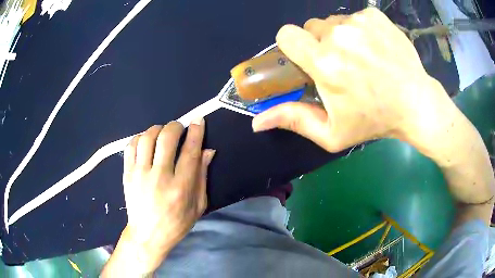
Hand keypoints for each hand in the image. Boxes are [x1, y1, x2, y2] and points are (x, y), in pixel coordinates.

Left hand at [122, 120, 214, 264]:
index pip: (190, 151)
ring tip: (162, 133)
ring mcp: (140, 175)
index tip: (198, 120)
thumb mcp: (198, 206)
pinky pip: (130, 146)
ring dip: (157, 129)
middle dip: (175, 126)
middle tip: (179, 127)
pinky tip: (145, 141)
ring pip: (147, 138)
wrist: (147, 235)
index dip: (195, 132)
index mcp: (180, 187)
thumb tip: (207, 151)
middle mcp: (159, 177)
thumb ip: (202, 177)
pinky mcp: (127, 175)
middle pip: (166, 138)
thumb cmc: (176, 223)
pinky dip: (139, 138)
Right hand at [252, 8, 450, 151]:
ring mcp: (359, 22)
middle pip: (311, 27)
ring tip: (361, 57)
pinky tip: (375, 48)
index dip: (293, 46)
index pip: (287, 35)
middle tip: (340, 64)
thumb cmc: (374, 121)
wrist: (415, 103)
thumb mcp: (332, 132)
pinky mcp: (375, 16)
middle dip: (319, 43)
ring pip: (334, 22)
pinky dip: (360, 31)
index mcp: (324, 62)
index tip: (307, 59)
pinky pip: (355, 18)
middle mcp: (338, 35)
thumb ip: (294, 120)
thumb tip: (256, 121)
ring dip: (340, 37)